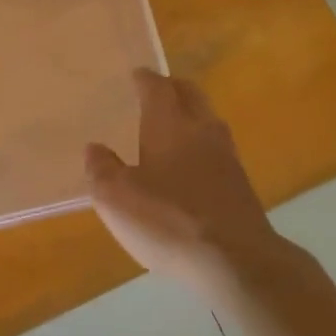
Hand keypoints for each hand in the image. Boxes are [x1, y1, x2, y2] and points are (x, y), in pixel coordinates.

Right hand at [86, 69, 281, 297]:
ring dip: (191, 115)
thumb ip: (102, 169)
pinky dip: (202, 145)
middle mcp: (201, 130)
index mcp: (169, 124)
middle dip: (173, 87)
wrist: (237, 261)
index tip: (136, 75)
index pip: (157, 88)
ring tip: (173, 124)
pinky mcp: (241, 185)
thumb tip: (95, 148)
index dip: (145, 79)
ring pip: (208, 120)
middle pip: (191, 95)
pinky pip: (218, 149)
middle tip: (157, 89)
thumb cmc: (169, 221)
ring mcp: (227, 157)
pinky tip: (191, 165)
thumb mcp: (116, 198)